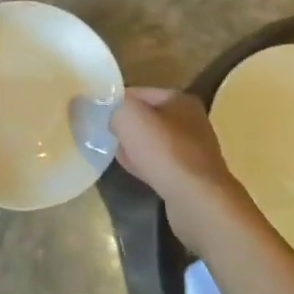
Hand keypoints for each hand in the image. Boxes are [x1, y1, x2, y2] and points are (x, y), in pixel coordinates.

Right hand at [111, 87, 257, 251]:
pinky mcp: (192, 177)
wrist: (197, 200)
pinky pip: (160, 165)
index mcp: (180, 99)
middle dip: (125, 127)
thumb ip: (112, 107)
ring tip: (116, 155)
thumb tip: (103, 112)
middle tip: (105, 136)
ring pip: (153, 143)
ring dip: (134, 148)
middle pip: (147, 118)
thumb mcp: (129, 116)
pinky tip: (135, 172)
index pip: (138, 93)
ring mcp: (194, 150)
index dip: (115, 102)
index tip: (96, 115)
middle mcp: (191, 121)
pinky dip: (146, 166)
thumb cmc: (164, 150)